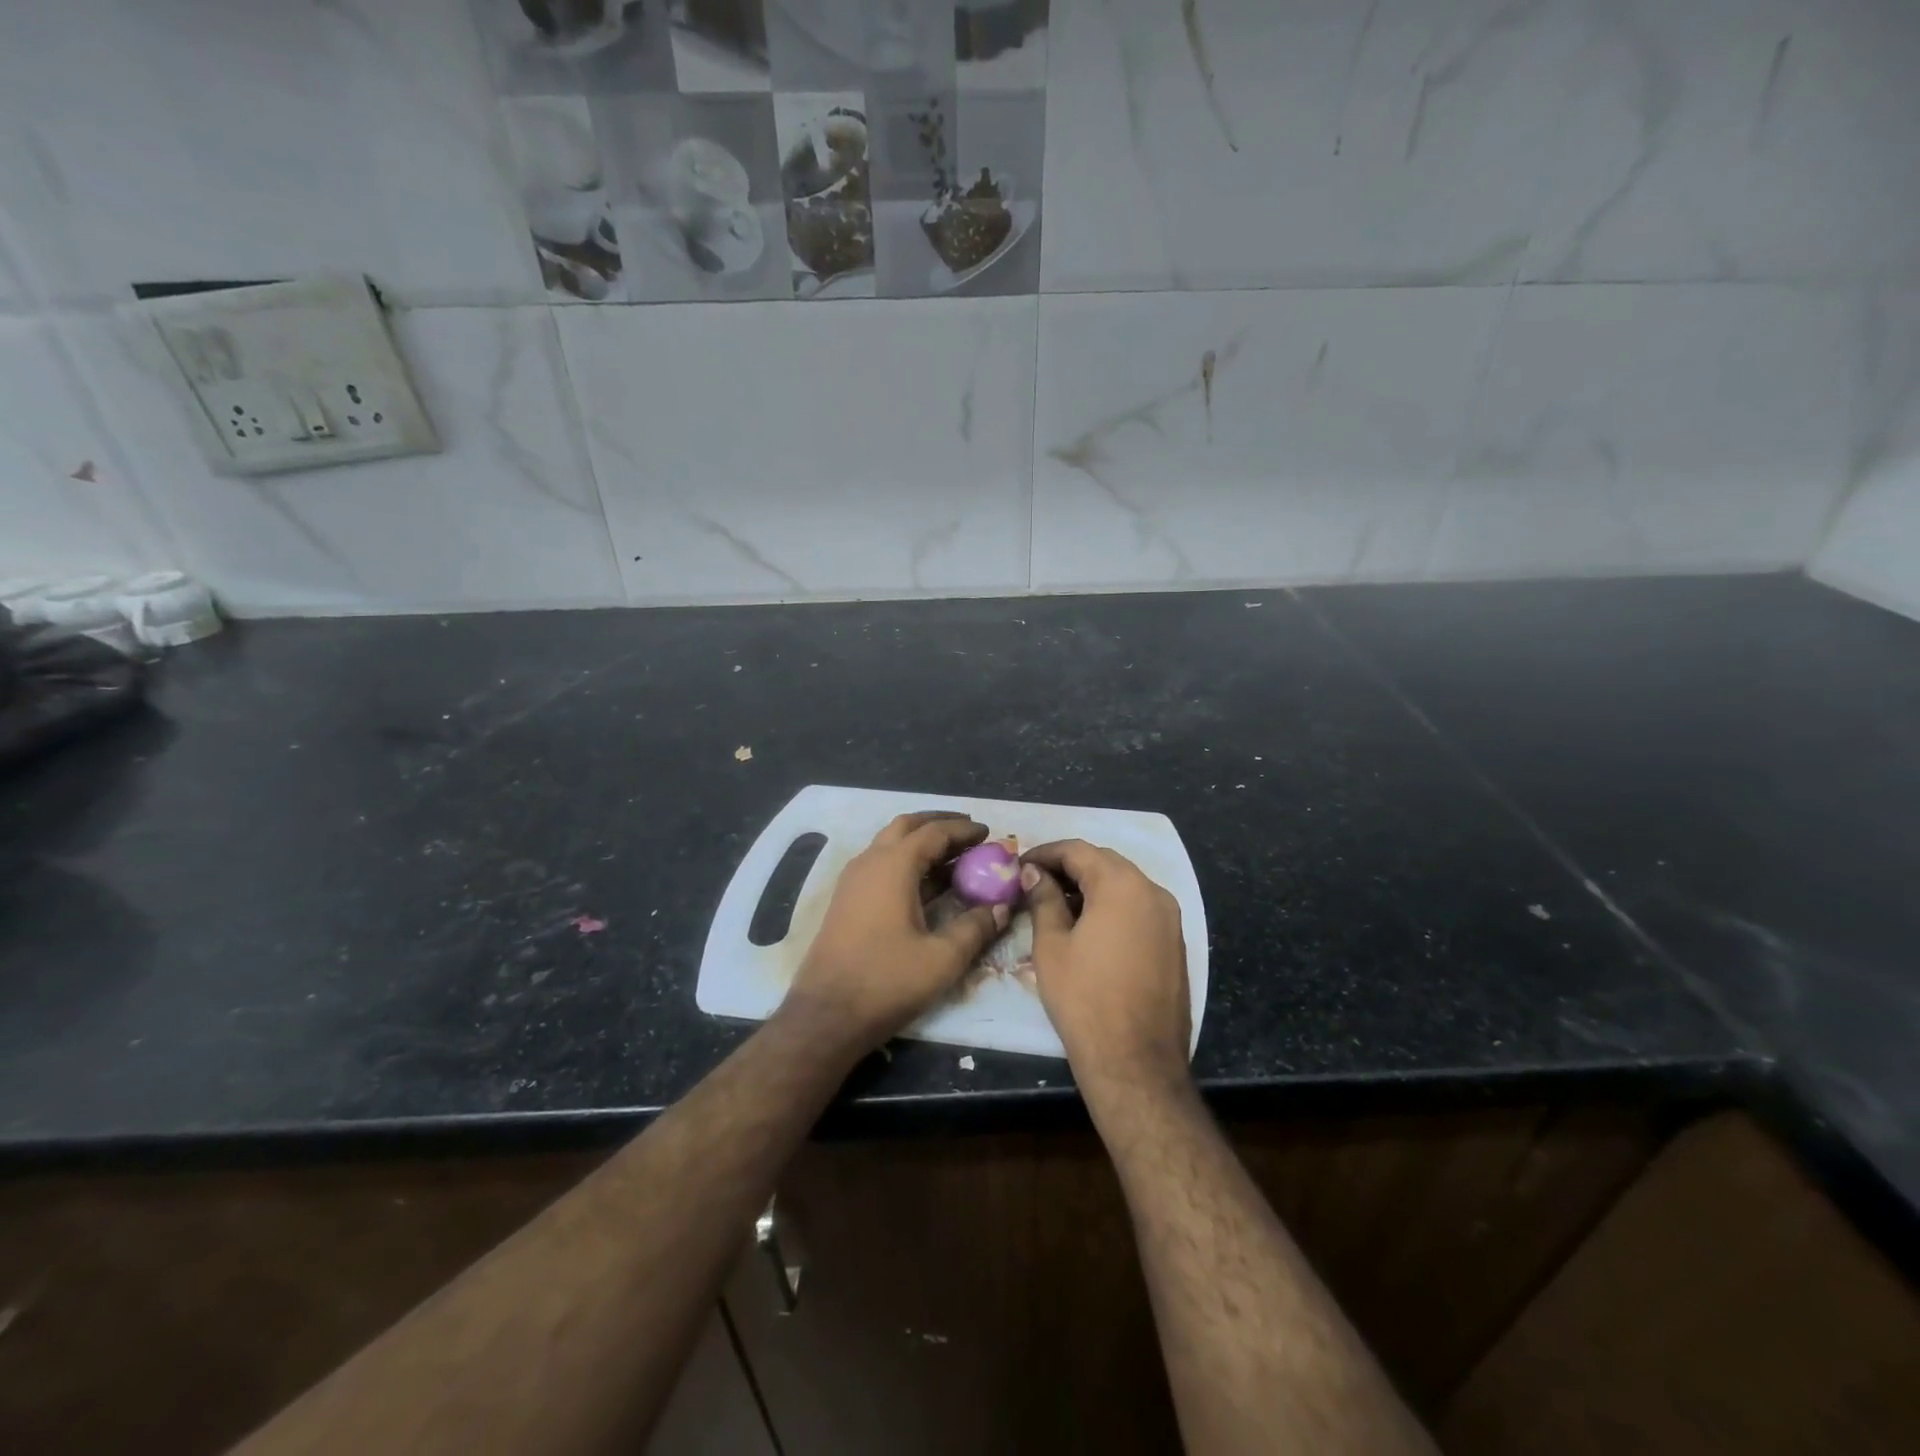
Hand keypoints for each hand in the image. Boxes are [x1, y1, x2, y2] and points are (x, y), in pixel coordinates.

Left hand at [781, 812, 1009, 1054]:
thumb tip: (1002, 908)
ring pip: (890, 844)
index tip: (989, 832)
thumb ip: (975, 927)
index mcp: (893, 866)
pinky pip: (881, 865)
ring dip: (921, 843)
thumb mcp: (942, 958)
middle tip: (969, 834)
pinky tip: (926, 885)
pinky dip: (907, 862)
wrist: (826, 1015)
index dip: (963, 830)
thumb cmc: (887, 981)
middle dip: (939, 824)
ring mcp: (853, 880)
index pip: (933, 832)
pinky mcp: (847, 900)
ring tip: (954, 857)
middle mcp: (869, 862)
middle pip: (906, 827)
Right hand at [1020, 841, 1191, 1108]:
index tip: (1020, 864)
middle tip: (1035, 881)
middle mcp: (1153, 891)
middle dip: (1069, 867)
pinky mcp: (1175, 942)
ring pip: (1125, 884)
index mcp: (1122, 885)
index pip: (1078, 850)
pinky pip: (1139, 908)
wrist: (1136, 1061)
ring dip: (1091, 886)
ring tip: (1057, 904)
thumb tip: (1035, 873)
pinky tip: (1089, 926)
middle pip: (1105, 862)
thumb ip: (1043, 899)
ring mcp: (1170, 917)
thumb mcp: (1052, 946)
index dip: (1045, 853)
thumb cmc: (1084, 999)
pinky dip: (1112, 906)